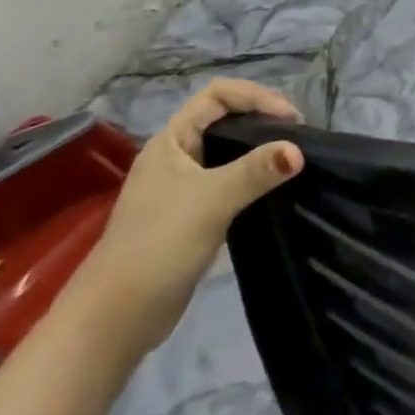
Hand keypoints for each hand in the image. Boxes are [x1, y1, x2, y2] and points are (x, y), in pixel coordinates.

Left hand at [64, 80, 301, 360]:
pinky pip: (227, 183)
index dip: (256, 97)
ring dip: (258, 151)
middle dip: (261, 120)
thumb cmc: (159, 244)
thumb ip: (256, 171)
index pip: (218, 95)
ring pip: (226, 153)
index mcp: (171, 140)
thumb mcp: (212, 200)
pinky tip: (271, 191)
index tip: (290, 119)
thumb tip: (299, 150)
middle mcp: (175, 156)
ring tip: (291, 160)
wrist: (115, 319)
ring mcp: (180, 188)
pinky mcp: (190, 216)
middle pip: (224, 119)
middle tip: (297, 137)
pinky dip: (251, 180)